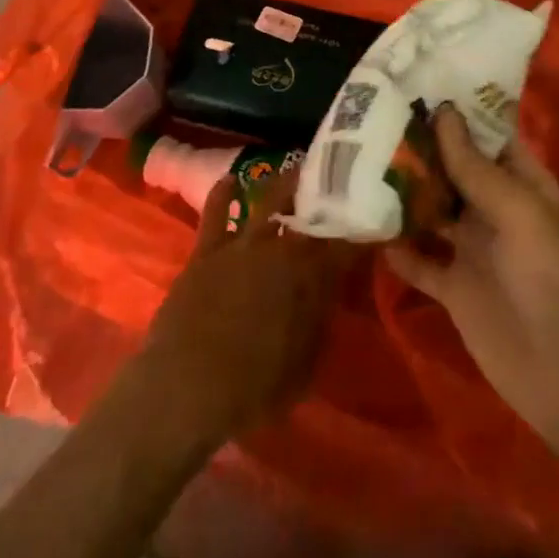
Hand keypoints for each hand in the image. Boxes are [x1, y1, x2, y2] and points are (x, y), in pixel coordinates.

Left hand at [138, 172, 358, 452]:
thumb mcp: (305, 365)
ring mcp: (242, 243)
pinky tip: (232, 179)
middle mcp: (281, 249)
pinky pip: (216, 210)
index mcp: (311, 277)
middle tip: (337, 182)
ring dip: (286, 182)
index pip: (346, 244)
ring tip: (298, 167)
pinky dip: (224, 192)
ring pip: (269, 198)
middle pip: (310, 211)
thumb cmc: (253, 389)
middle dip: (327, 194)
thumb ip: (320, 319)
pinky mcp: (208, 248)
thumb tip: (331, 288)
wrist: (186, 388)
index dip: (362, 230)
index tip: (372, 220)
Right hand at [386, 105, 558, 449]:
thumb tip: (444, 113)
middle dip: (423, 150)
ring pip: (434, 212)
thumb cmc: (556, 275)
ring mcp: (475, 251)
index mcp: (524, 185)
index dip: (460, 114)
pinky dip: (398, 247)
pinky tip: (366, 226)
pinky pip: (421, 261)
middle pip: (456, 172)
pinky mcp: (455, 290)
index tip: (418, 86)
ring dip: (405, 194)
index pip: (490, 138)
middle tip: (375, 118)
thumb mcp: (521, 211)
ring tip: (361, 163)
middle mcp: (497, 211)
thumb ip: (476, 168)